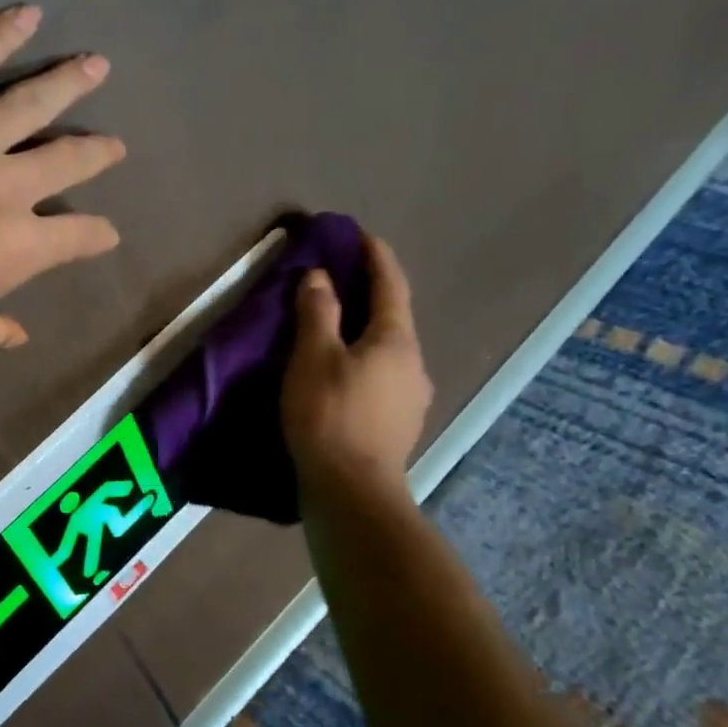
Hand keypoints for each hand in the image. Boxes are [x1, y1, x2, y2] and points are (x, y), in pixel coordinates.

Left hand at [0, 4, 122, 372]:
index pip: (76, 237)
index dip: (96, 235)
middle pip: (65, 160)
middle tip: (115, 145)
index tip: (106, 232)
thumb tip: (19, 334)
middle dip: (97, 153)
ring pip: (27, 101)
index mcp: (14, 251)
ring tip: (95, 64)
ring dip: (67, 82)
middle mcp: (2, 188)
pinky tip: (23, 15)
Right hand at [281, 234, 432, 489]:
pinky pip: (381, 380)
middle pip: (392, 319)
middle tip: (338, 283)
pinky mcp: (398, 427)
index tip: (360, 235)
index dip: (375, 256)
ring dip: (364, 336)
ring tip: (334, 334)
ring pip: (387, 353)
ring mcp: (410, 399)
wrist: (351, 491)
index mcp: (396, 340)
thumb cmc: (329, 416)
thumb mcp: (313, 358)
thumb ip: (318, 313)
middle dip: (369, 297)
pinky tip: (342, 378)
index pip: (390, 284)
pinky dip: (362, 366)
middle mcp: (414, 364)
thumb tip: (320, 276)